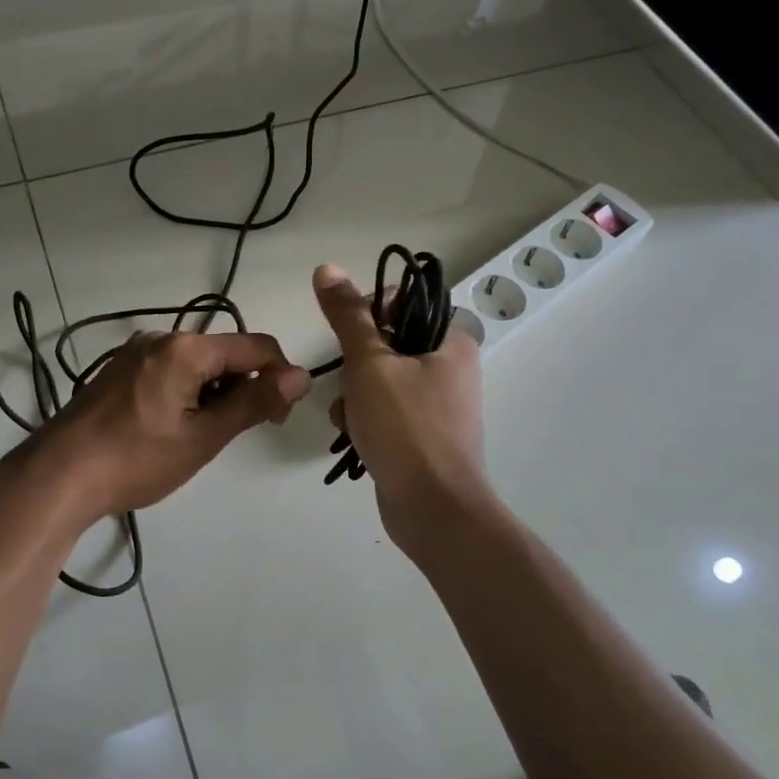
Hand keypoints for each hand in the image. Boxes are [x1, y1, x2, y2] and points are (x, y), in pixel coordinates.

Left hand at [17, 331, 310, 523]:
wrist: (57, 476)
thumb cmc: (137, 459)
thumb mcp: (203, 436)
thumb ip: (254, 402)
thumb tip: (301, 375)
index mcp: (187, 348)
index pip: (257, 347)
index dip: (279, 378)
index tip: (278, 419)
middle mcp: (162, 337)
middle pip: (226, 352)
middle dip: (245, 386)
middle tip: (242, 432)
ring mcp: (136, 352)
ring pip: (198, 363)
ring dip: (216, 392)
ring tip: (204, 435)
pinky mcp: (120, 370)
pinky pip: (171, 370)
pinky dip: (188, 392)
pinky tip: (175, 427)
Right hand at [313, 263, 491, 549]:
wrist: (433, 509)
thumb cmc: (405, 427)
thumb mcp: (370, 363)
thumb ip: (348, 316)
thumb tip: (327, 268)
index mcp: (451, 342)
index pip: (402, 304)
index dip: (366, 313)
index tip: (346, 337)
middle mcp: (451, 368)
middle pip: (386, 344)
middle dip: (355, 365)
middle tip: (349, 384)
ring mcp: (438, 405)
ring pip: (380, 380)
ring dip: (354, 395)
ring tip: (349, 417)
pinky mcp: (423, 436)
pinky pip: (385, 412)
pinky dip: (365, 419)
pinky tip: (353, 436)